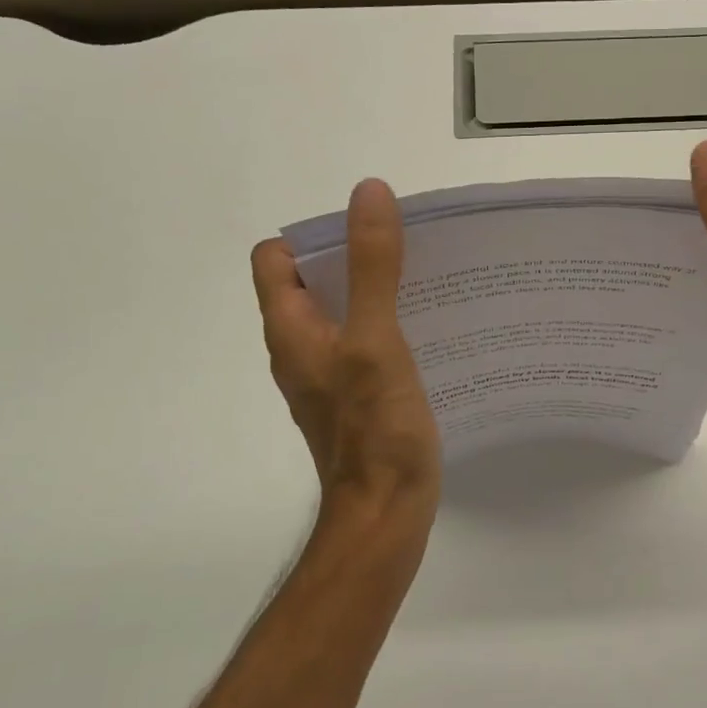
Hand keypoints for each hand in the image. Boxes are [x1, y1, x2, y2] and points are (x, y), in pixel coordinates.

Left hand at [251, 179, 441, 527]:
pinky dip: (389, 325)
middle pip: (314, 281)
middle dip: (355, 256)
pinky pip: (366, 342)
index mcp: (291, 329)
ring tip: (425, 279)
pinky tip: (429, 328)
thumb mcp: (374, 338)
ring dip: (375, 290)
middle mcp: (301, 348)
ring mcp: (328, 375)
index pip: (277, 259)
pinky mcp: (356, 396)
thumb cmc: (374, 429)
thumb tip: (368, 193)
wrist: (384, 514)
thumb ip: (372, 267)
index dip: (313, 235)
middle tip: (407, 247)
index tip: (365, 230)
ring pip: (344, 312)